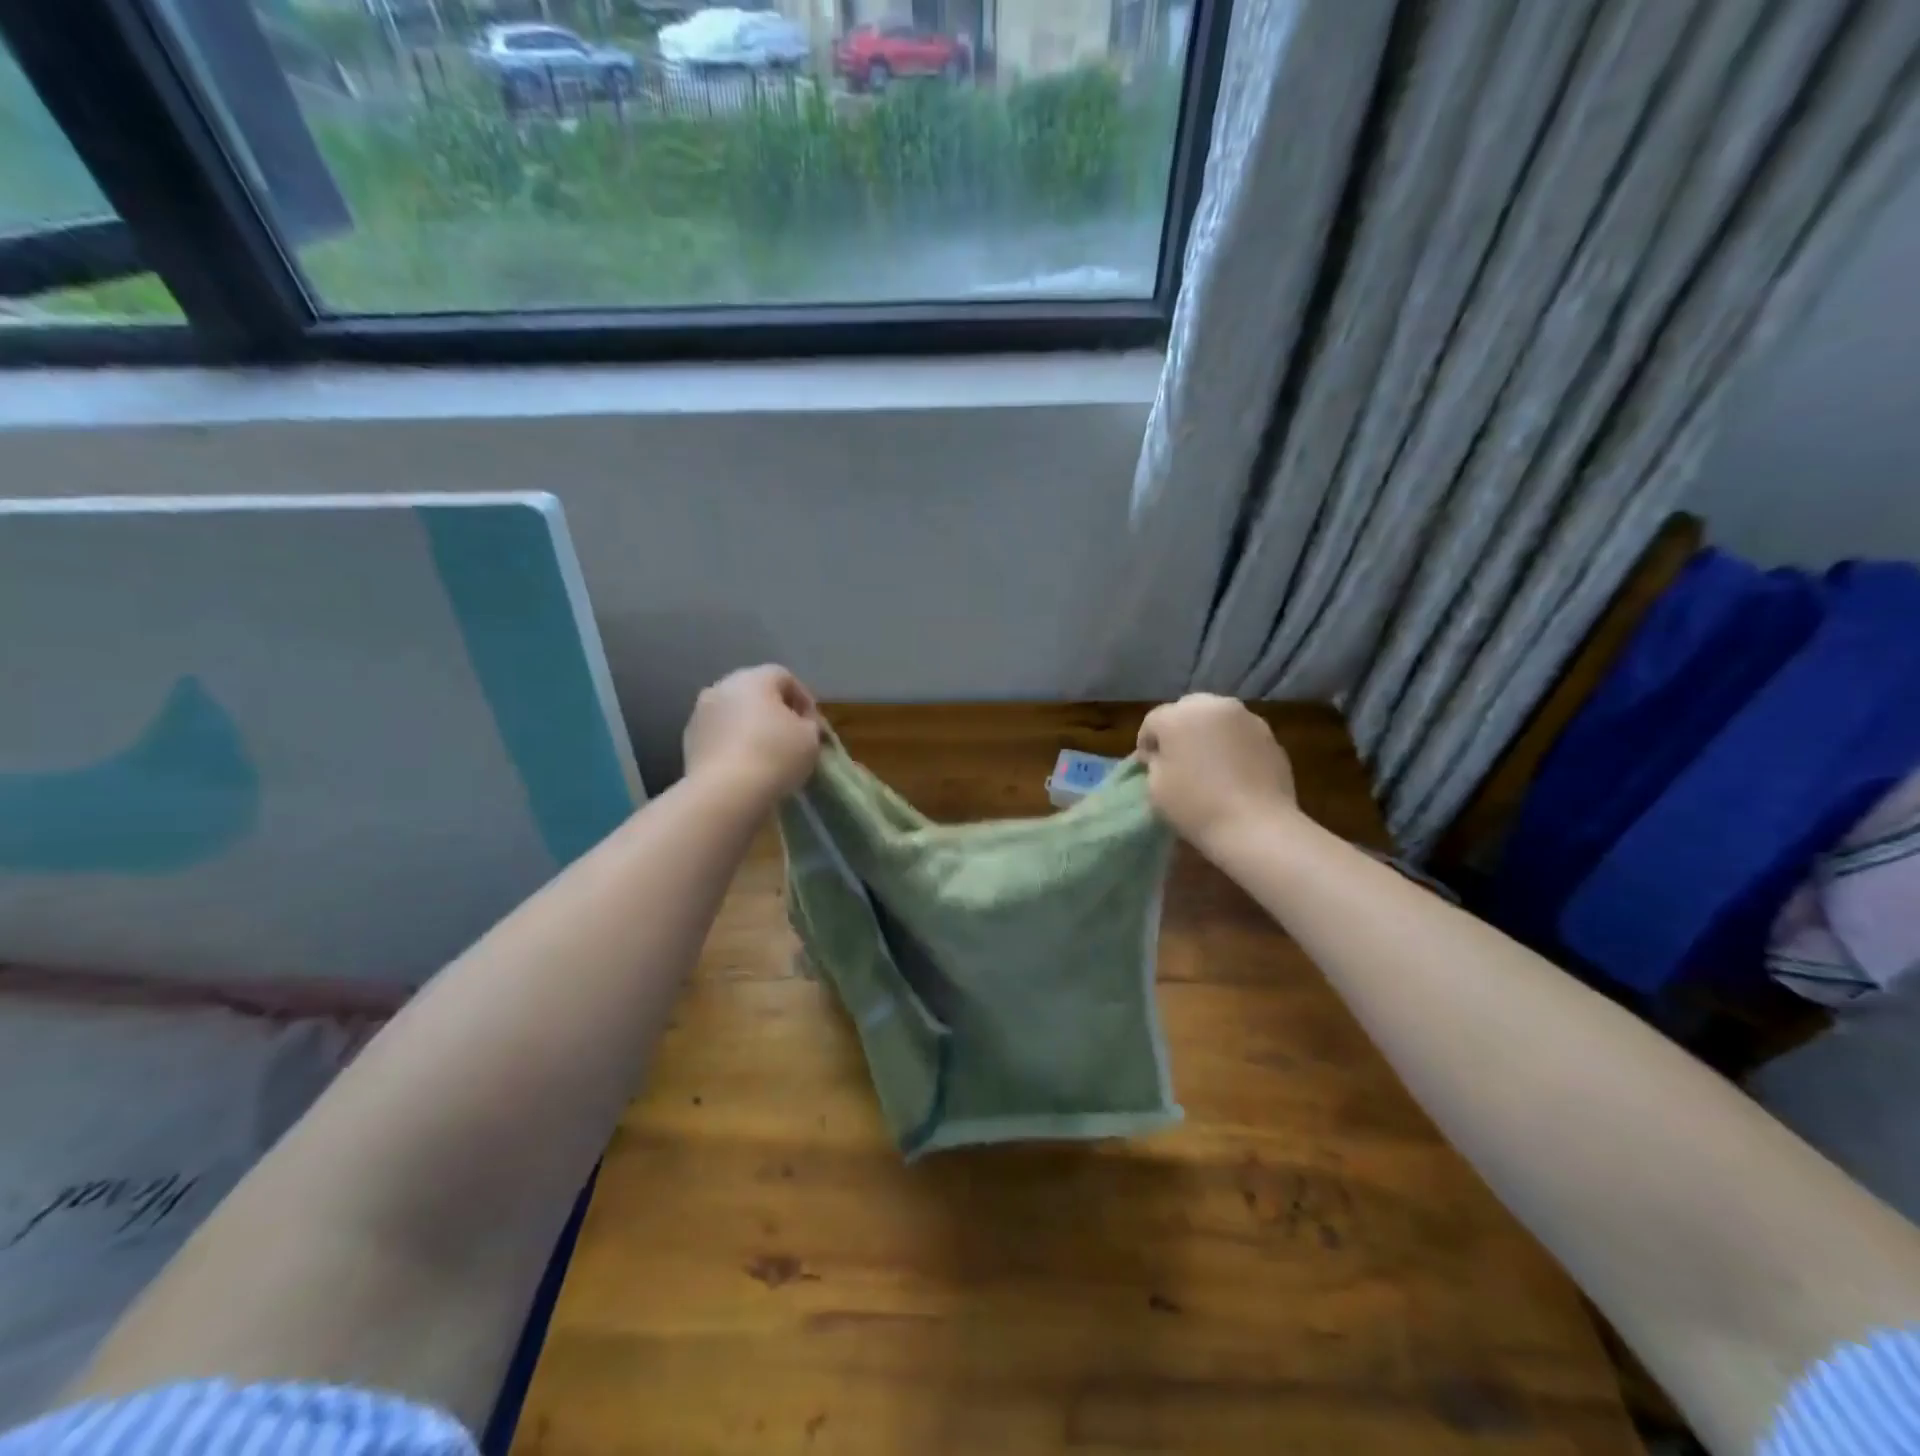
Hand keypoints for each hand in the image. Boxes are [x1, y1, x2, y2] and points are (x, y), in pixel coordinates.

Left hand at [683, 665, 822, 803]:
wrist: (725, 792)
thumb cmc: (775, 756)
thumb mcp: (810, 738)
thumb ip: (808, 724)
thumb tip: (799, 725)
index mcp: (754, 679)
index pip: (784, 677)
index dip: (803, 699)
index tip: (813, 724)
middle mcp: (722, 687)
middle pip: (755, 692)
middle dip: (773, 710)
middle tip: (790, 736)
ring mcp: (700, 713)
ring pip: (733, 713)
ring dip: (749, 726)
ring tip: (765, 752)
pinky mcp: (688, 740)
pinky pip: (718, 734)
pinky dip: (732, 743)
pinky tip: (744, 765)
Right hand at [1137, 694, 1297, 853]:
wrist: (1256, 826)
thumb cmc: (1195, 806)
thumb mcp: (1155, 787)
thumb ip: (1154, 762)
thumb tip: (1162, 755)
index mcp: (1178, 716)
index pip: (1153, 721)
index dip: (1146, 743)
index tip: (1148, 766)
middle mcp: (1213, 706)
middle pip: (1188, 709)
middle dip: (1179, 730)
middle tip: (1178, 759)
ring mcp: (1247, 718)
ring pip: (1217, 719)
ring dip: (1208, 734)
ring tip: (1209, 764)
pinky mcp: (1271, 736)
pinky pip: (1241, 735)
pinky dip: (1233, 746)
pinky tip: (1233, 773)